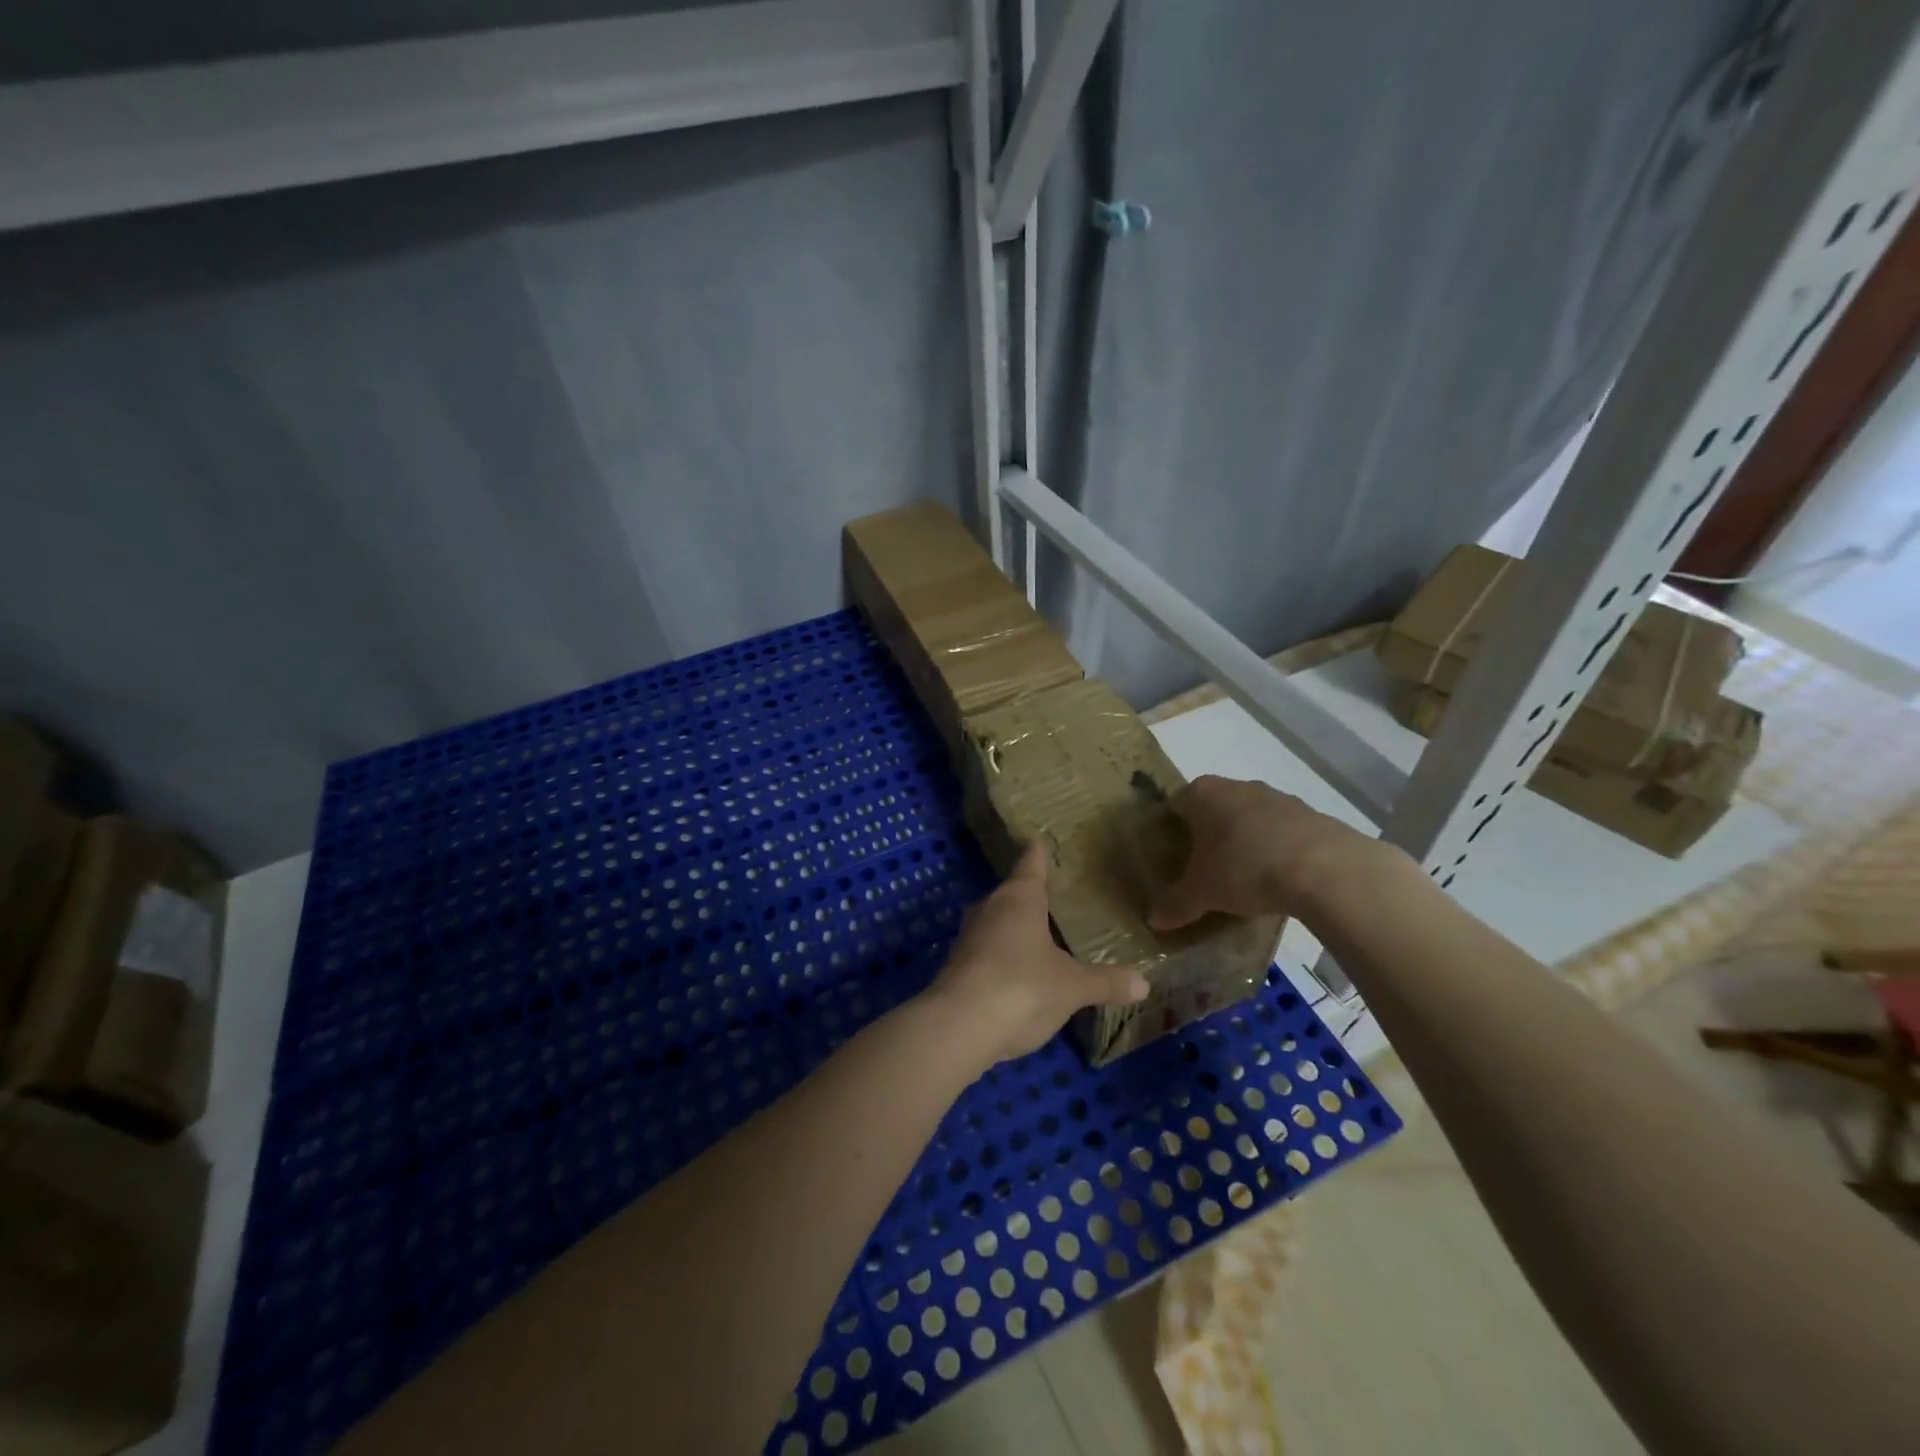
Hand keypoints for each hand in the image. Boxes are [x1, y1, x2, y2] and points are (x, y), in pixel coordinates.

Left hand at [927, 843, 1149, 1064]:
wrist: (959, 1026)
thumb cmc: (1022, 987)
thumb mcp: (1072, 987)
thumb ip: (1106, 982)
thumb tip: (1144, 983)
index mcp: (1019, 898)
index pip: (1030, 864)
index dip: (1038, 853)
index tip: (1040, 840)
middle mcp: (990, 908)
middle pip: (1012, 893)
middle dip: (1031, 895)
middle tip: (1058, 895)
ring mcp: (970, 937)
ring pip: (998, 922)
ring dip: (1016, 927)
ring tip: (1044, 933)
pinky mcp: (958, 966)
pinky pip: (989, 949)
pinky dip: (1005, 954)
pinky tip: (1022, 970)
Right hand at [1147, 775, 1382, 929]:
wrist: (1325, 869)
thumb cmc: (1245, 869)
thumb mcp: (1202, 893)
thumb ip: (1175, 904)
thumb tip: (1153, 920)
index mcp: (1203, 794)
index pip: (1176, 804)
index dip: (1171, 829)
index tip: (1173, 856)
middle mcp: (1238, 786)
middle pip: (1214, 808)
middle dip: (1209, 834)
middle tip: (1205, 869)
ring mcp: (1278, 797)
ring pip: (1250, 817)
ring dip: (1245, 840)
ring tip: (1243, 877)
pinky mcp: (1311, 814)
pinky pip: (1282, 831)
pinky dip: (1276, 849)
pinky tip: (1278, 879)